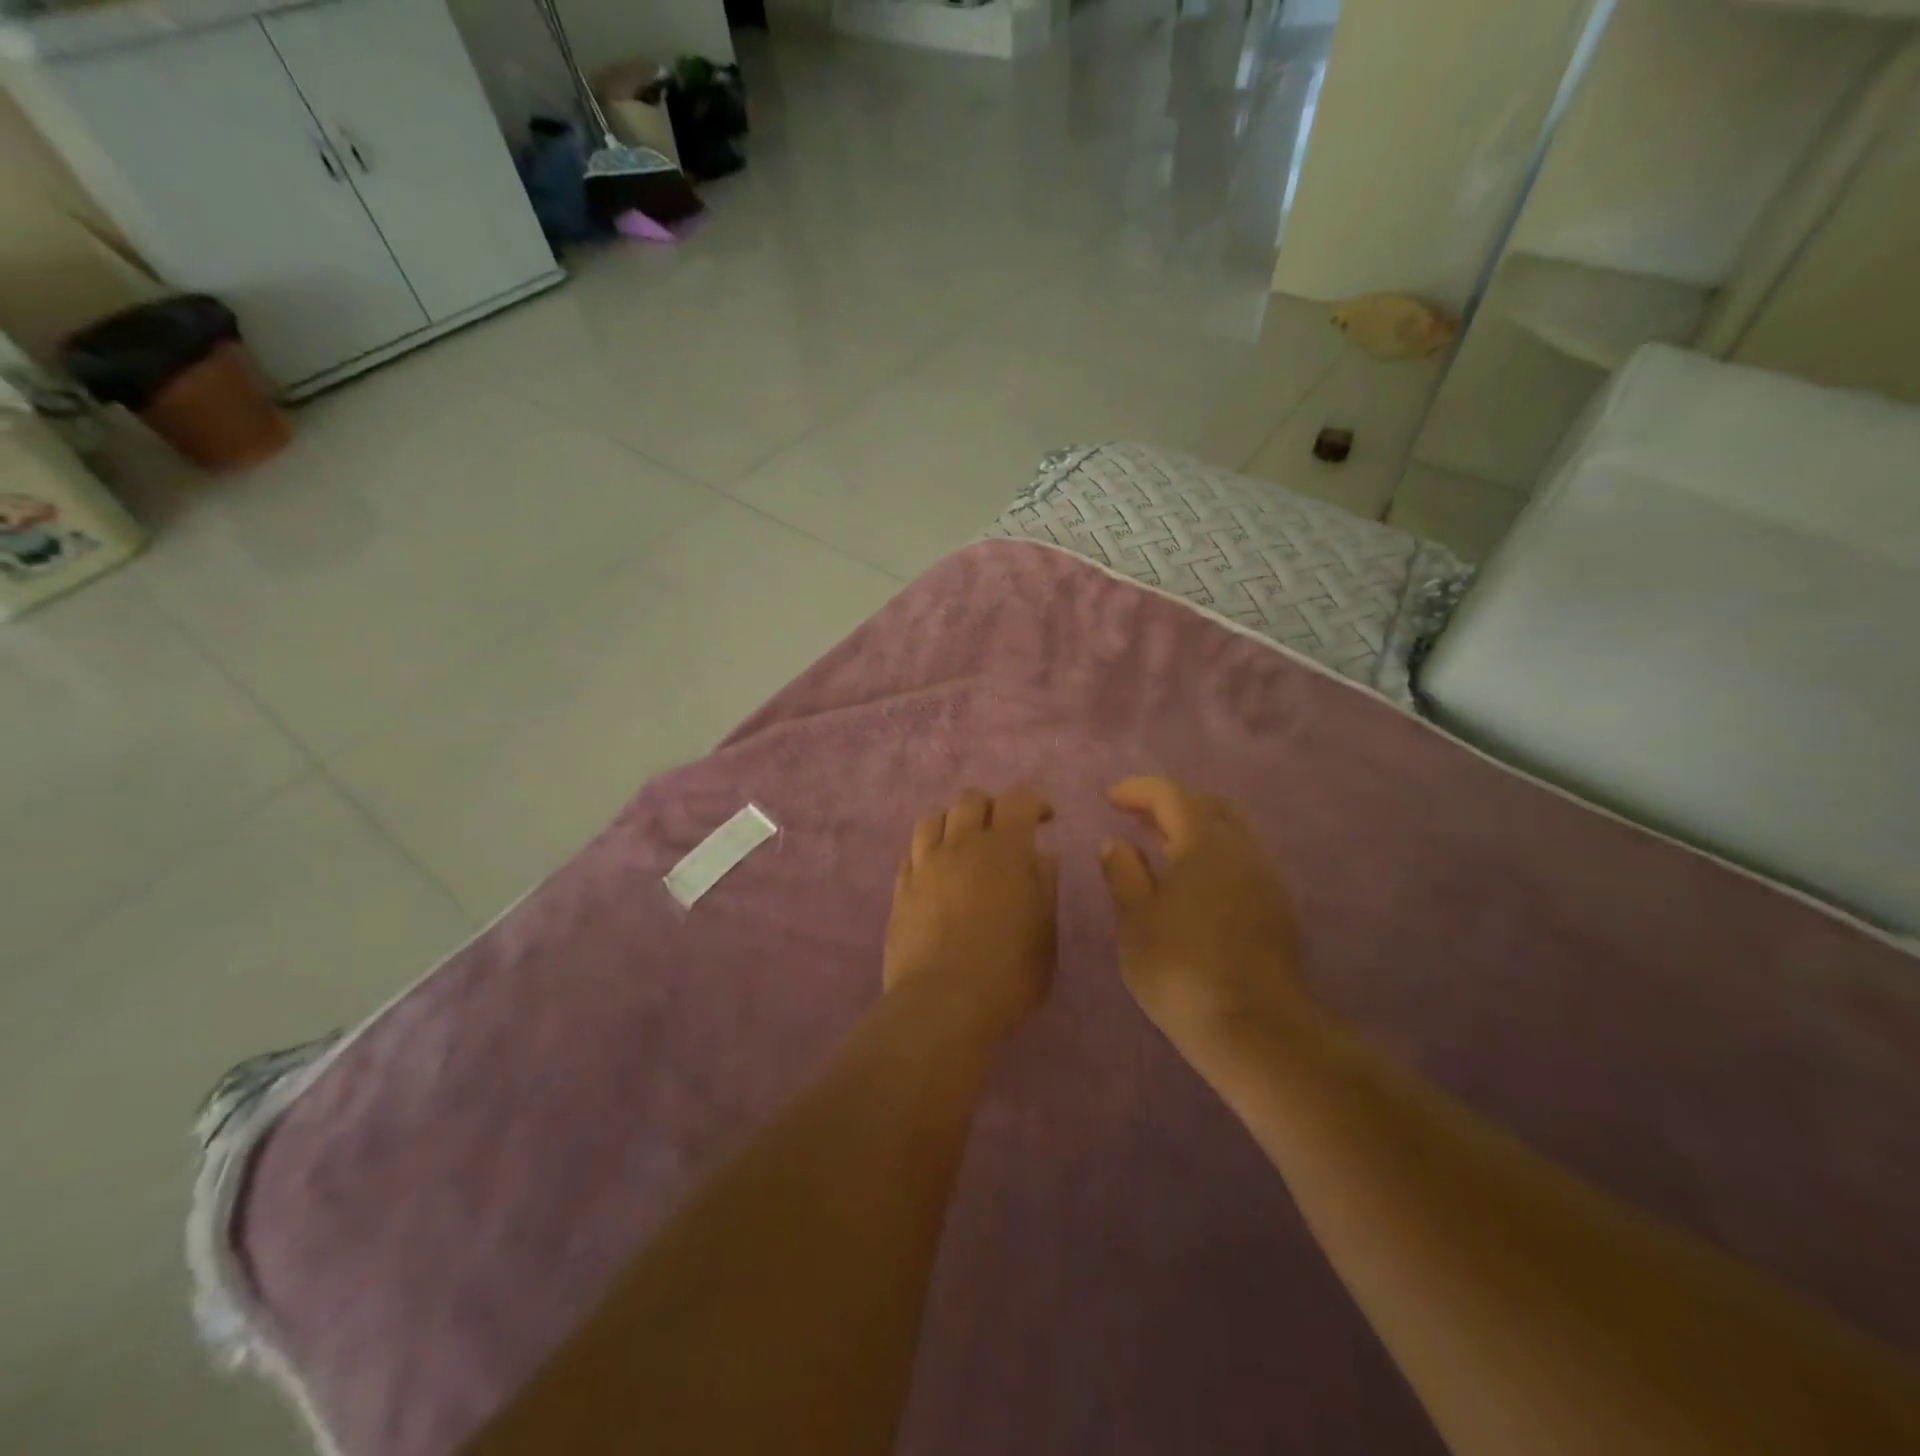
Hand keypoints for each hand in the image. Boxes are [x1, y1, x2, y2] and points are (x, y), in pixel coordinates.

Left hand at [884, 787, 1058, 1037]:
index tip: (1044, 819)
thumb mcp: (1045, 933)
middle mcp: (961, 846)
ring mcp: (925, 865)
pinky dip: (928, 852)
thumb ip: (1044, 886)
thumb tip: (1040, 856)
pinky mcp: (901, 889)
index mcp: (1004, 850)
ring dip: (953, 823)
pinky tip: (937, 872)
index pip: (1018, 799)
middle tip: (1003, 832)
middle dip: (991, 807)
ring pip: (933, 819)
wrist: (943, 1004)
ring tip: (964, 846)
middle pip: (970, 800)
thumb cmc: (1008, 973)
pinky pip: (911, 853)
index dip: (1034, 802)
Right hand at [1099, 777, 1307, 1055]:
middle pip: (1209, 805)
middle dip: (1172, 803)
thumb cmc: (1180, 968)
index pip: (1171, 795)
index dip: (1138, 790)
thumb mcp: (1135, 920)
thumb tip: (1116, 842)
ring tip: (1164, 849)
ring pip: (1232, 831)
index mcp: (1203, 843)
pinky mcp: (1278, 907)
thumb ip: (1123, 873)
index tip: (1110, 799)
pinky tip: (1196, 883)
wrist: (1255, 1027)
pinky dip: (1215, 854)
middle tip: (1140, 818)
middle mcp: (1242, 849)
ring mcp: (1266, 877)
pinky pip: (1244, 859)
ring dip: (1197, 828)